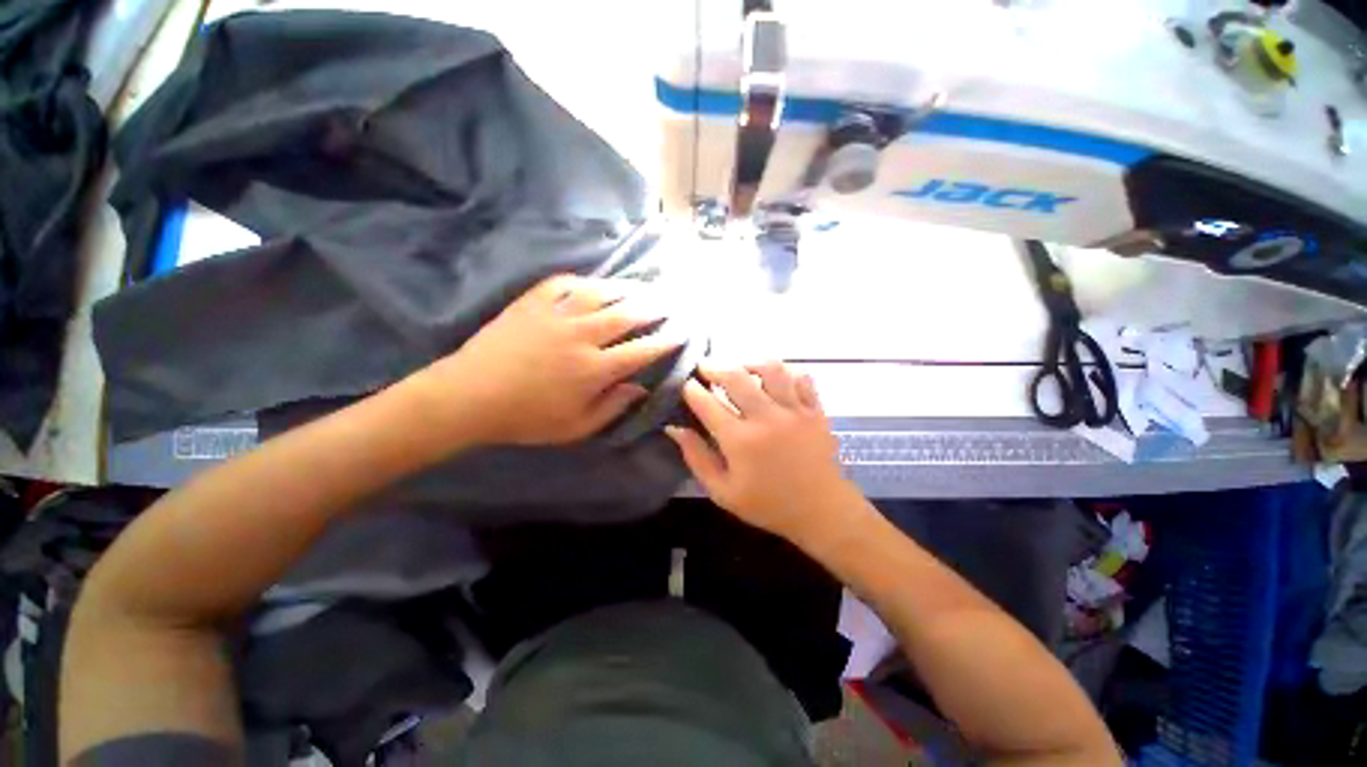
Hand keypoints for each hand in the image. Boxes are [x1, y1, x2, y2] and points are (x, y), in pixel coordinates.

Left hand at [410, 274, 681, 446]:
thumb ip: (613, 407)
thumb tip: (641, 388)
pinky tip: (595, 284)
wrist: (470, 396)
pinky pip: (565, 283)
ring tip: (643, 286)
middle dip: (655, 307)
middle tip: (671, 301)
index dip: (666, 340)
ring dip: (627, 288)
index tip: (682, 332)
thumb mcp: (576, 427)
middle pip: (628, 314)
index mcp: (594, 369)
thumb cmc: (526, 418)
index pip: (642, 350)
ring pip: (602, 293)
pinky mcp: (533, 303)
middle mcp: (582, 336)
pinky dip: (585, 281)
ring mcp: (557, 315)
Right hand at [666, 362, 863, 544]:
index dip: (692, 390)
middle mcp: (766, 418)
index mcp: (740, 440)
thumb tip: (674, 428)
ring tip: (740, 367)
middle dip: (715, 367)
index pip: (707, 403)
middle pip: (736, 377)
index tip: (686, 385)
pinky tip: (774, 378)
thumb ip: (696, 457)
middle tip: (705, 366)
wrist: (821, 512)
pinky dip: (785, 372)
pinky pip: (801, 377)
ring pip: (771, 369)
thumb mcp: (722, 491)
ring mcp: (794, 411)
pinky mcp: (815, 410)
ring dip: (750, 363)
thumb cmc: (768, 505)